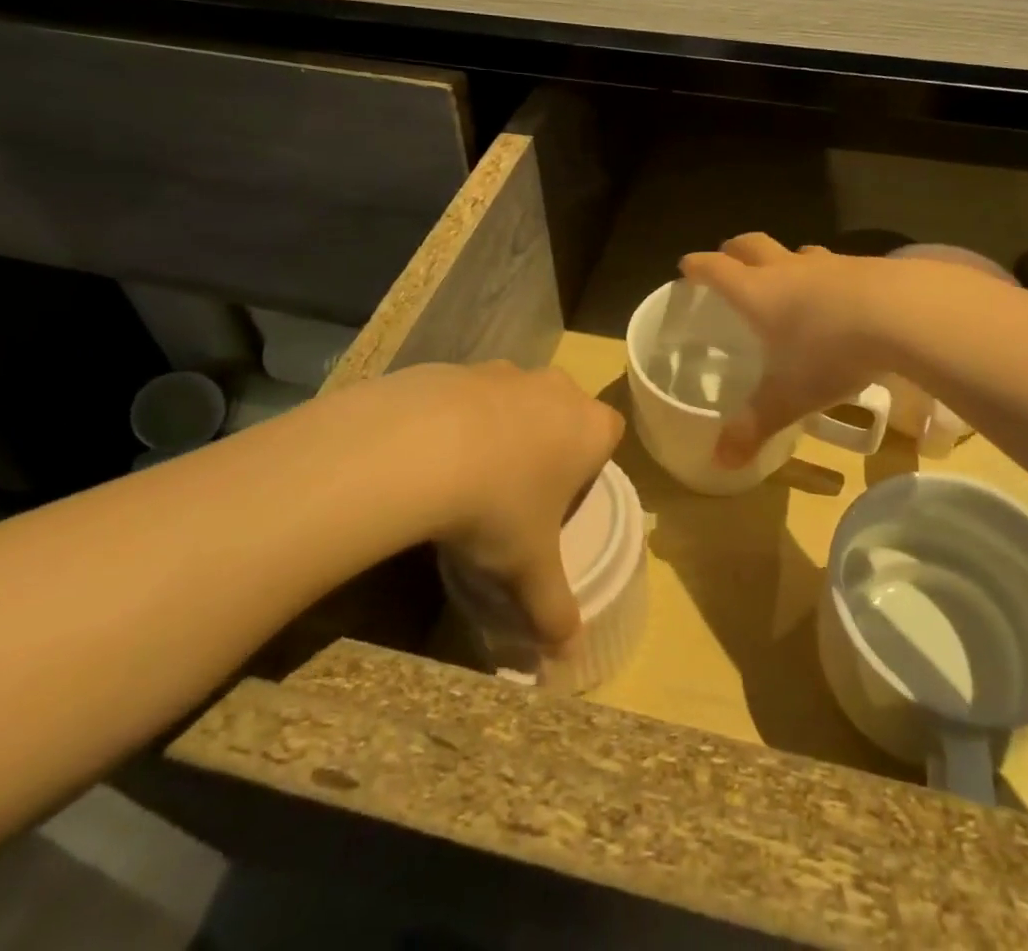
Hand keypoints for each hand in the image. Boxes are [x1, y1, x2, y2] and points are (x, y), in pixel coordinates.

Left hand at [406, 362, 623, 649]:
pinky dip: (458, 420)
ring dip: (502, 431)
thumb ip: (555, 611)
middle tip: (515, 494)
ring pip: (517, 401)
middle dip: (547, 447)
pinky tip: (431, 457)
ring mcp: (507, 371)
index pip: (608, 437)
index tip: (558, 501)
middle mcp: (557, 389)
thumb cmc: (497, 506)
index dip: (588, 468)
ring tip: (468, 477)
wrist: (419, 447)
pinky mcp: (458, 366)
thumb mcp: (528, 568)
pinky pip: (469, 395)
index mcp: (590, 427)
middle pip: (564, 414)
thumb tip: (569, 661)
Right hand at [679, 234, 894, 467]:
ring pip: (796, 252)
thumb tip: (720, 462)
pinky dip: (826, 274)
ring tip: (786, 275)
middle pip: (752, 246)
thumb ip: (754, 426)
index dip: (698, 267)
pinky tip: (840, 295)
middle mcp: (787, 270)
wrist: (902, 314)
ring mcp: (829, 264)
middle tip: (728, 258)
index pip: (716, 270)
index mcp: (757, 294)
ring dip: (785, 259)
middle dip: (735, 250)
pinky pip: (835, 264)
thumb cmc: (830, 352)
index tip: (686, 266)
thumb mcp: (789, 397)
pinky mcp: (865, 266)